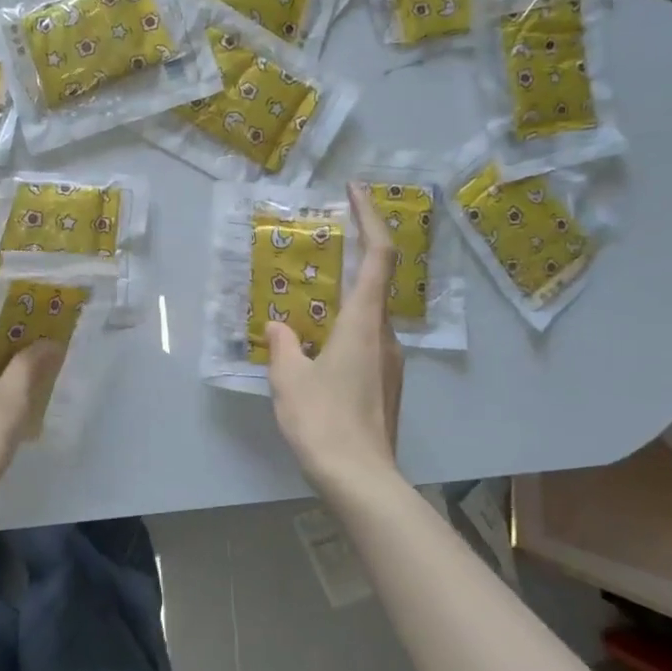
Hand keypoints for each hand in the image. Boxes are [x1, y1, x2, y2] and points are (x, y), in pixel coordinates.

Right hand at [265, 185, 403, 496]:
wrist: (361, 479)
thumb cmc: (323, 421)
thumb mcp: (289, 378)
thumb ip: (283, 343)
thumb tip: (280, 326)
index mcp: (363, 324)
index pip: (377, 256)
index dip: (369, 217)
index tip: (354, 191)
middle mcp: (385, 337)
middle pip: (375, 284)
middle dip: (351, 259)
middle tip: (318, 249)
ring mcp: (391, 363)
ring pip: (368, 318)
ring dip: (343, 301)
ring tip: (307, 305)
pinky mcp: (386, 386)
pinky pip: (366, 343)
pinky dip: (343, 331)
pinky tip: (316, 350)